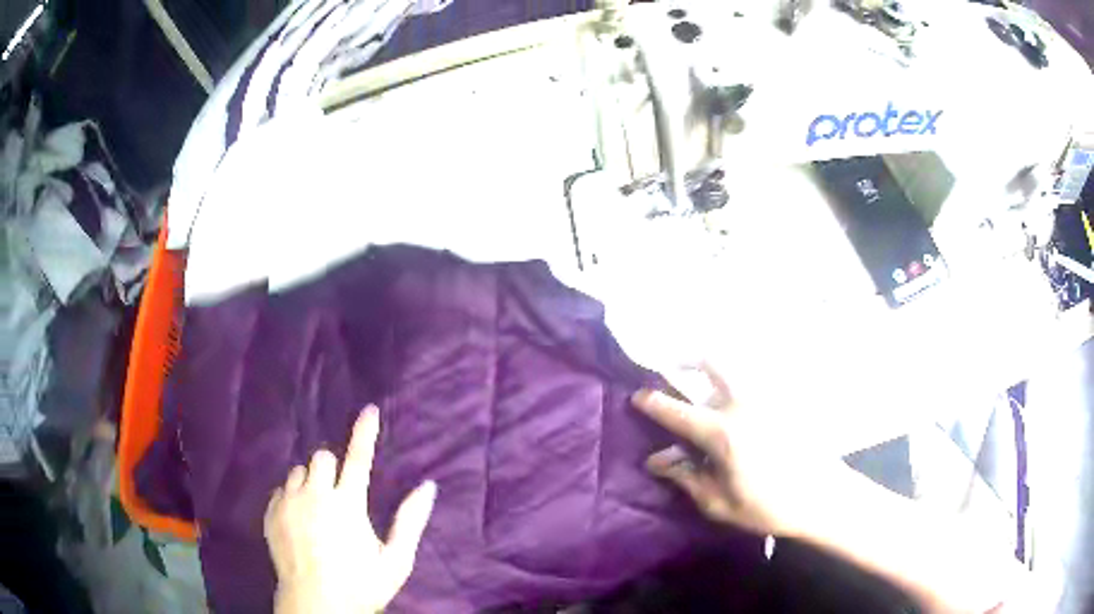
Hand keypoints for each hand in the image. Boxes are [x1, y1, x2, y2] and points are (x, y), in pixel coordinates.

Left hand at [264, 406, 436, 613]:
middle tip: (339, 495)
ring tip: (317, 508)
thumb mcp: (396, 561)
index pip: (358, 458)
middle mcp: (314, 495)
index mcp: (347, 505)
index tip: (369, 409)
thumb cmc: (360, 585)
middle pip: (321, 457)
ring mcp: (288, 504)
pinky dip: (291, 497)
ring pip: (298, 472)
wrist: (315, 606)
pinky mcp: (271, 514)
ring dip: (310, 482)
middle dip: (332, 469)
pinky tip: (299, 520)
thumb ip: (411, 521)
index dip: (365, 432)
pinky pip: (280, 490)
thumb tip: (428, 487)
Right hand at [632, 363, 838, 537]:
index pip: (678, 412)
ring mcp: (767, 397)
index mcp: (723, 433)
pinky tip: (736, 400)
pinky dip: (738, 378)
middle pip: (711, 362)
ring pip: (735, 365)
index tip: (637, 397)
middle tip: (674, 364)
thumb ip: (686, 477)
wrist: (821, 496)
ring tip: (704, 382)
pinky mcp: (784, 399)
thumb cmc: (768, 506)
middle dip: (687, 357)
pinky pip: (755, 378)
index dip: (653, 403)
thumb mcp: (719, 503)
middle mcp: (743, 404)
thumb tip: (657, 460)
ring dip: (713, 366)